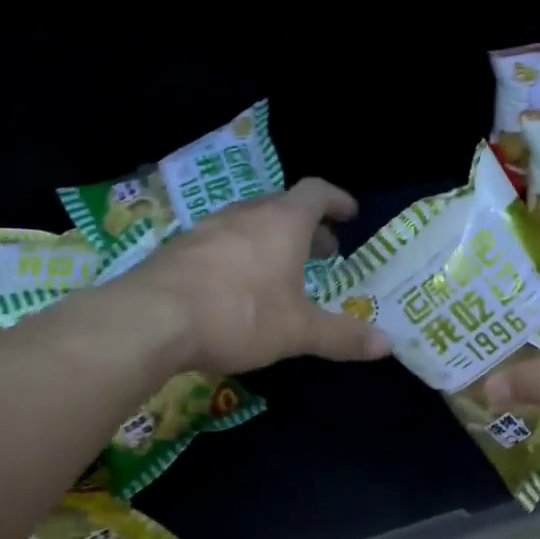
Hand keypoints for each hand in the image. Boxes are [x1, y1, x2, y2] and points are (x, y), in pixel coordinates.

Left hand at [126, 179, 391, 375]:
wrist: (151, 319)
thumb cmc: (239, 314)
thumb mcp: (298, 331)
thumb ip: (342, 336)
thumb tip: (387, 345)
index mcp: (282, 222)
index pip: (316, 192)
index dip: (336, 200)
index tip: (350, 214)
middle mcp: (245, 215)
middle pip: (282, 207)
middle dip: (307, 226)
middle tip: (322, 251)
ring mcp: (207, 229)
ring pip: (248, 224)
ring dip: (271, 240)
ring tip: (281, 270)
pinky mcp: (178, 249)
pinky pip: (220, 242)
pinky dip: (240, 254)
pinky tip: (236, 287)